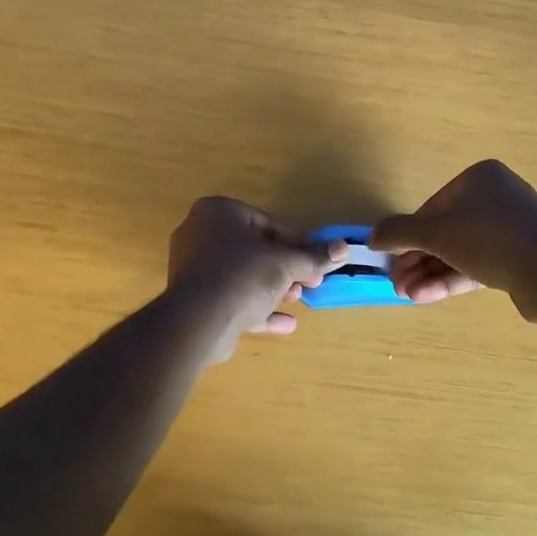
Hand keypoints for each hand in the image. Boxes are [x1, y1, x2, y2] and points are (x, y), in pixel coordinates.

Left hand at [167, 198, 345, 356]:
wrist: (198, 321)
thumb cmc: (243, 275)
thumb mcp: (285, 263)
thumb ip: (314, 257)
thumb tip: (343, 248)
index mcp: (217, 212)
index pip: (265, 222)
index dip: (295, 242)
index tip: (315, 259)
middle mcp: (199, 233)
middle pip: (253, 249)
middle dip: (284, 268)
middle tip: (309, 282)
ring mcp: (192, 268)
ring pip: (242, 275)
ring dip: (272, 287)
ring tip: (297, 300)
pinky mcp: (193, 299)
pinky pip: (231, 298)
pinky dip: (256, 308)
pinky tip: (286, 324)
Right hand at [370, 160, 536, 322]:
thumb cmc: (488, 238)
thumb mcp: (435, 232)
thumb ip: (399, 232)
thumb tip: (371, 236)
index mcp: (481, 179)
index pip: (433, 207)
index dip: (408, 235)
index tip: (390, 258)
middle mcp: (498, 198)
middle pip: (446, 231)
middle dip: (417, 259)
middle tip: (396, 283)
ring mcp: (512, 231)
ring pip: (460, 252)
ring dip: (430, 272)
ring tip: (405, 294)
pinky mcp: (520, 260)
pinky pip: (479, 266)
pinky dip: (452, 279)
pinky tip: (425, 296)